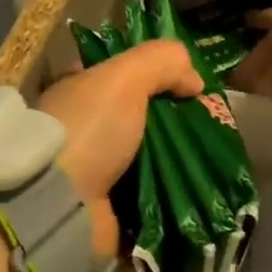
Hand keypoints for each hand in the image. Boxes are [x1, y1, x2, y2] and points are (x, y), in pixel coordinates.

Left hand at [38, 40, 201, 257]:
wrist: (58, 205)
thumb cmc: (89, 129)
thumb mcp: (125, 76)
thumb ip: (162, 61)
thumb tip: (195, 80)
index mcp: (77, 92)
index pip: (120, 74)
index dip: (156, 73)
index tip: (191, 83)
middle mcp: (83, 129)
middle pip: (140, 117)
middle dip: (174, 120)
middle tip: (209, 121)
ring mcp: (93, 172)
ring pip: (149, 157)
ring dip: (178, 159)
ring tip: (214, 155)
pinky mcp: (109, 211)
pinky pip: (150, 197)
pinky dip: (173, 194)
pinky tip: (201, 186)